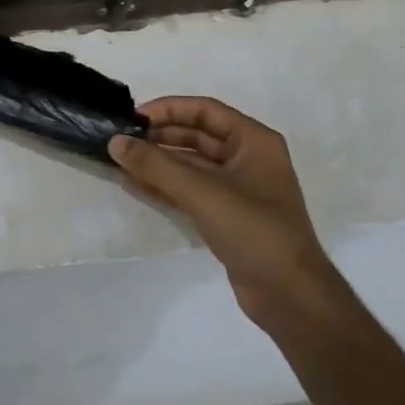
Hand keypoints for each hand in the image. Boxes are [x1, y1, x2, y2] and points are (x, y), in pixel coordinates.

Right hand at [109, 97, 344, 334]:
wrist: (289, 295)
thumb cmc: (253, 231)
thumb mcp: (202, 192)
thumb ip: (156, 165)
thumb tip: (115, 142)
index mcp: (254, 142)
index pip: (205, 110)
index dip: (168, 109)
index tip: (133, 118)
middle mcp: (247, 159)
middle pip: (196, 136)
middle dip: (158, 137)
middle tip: (121, 141)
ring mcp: (236, 189)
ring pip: (189, 164)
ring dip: (157, 162)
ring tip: (120, 162)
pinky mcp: (225, 214)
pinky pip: (189, 190)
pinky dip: (163, 185)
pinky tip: (133, 184)